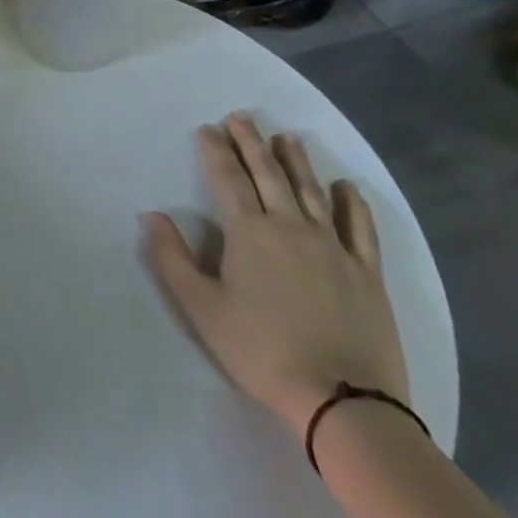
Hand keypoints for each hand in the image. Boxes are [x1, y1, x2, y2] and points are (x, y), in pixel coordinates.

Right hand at [140, 112, 407, 435]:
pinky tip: (346, 187)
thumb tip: (151, 214)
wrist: (342, 400)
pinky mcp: (366, 273)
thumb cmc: (262, 351)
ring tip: (286, 137)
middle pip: (268, 174)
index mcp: (249, 232)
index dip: (216, 151)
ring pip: (311, 191)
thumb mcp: (202, 308)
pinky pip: (360, 228)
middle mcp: (290, 226)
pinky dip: (352, 203)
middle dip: (250, 142)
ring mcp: (333, 247)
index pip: (228, 179)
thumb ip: (173, 258)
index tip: (208, 128)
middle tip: (241, 117)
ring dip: (296, 161)